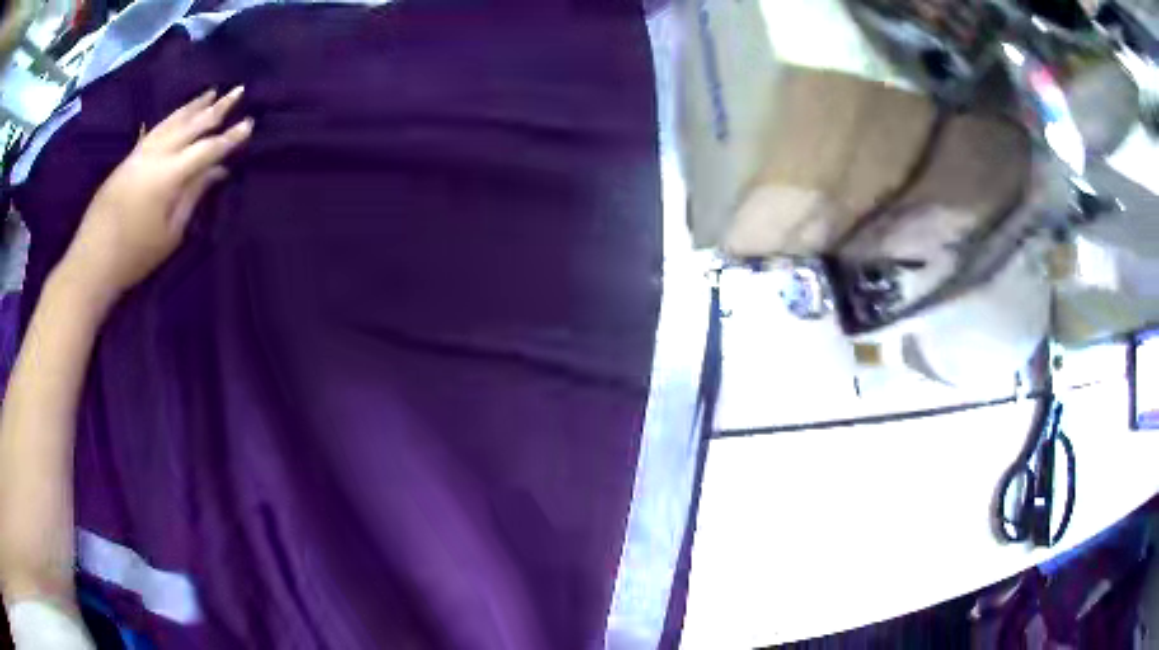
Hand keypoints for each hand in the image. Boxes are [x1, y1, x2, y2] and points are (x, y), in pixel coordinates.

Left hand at [56, 86, 253, 307]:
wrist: (92, 261)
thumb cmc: (134, 256)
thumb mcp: (170, 233)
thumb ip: (193, 196)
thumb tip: (216, 171)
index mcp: (168, 176)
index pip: (206, 149)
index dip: (229, 138)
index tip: (249, 123)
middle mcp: (155, 155)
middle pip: (190, 125)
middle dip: (216, 108)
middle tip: (238, 91)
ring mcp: (139, 154)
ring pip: (171, 121)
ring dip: (193, 106)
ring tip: (211, 93)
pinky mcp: (128, 158)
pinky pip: (156, 129)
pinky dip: (172, 117)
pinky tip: (179, 113)